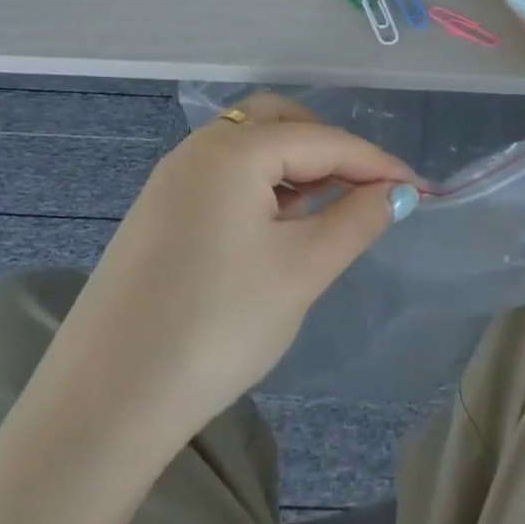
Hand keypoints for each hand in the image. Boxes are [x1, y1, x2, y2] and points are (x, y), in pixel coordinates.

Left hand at [54, 93, 417, 440]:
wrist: (107, 401)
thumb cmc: (218, 326)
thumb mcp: (302, 270)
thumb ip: (357, 220)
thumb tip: (397, 192)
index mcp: (231, 151)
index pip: (322, 140)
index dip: (375, 162)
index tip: (417, 189)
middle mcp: (196, 150)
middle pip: (277, 122)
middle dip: (328, 148)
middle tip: (362, 189)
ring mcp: (169, 181)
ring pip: (247, 149)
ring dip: (293, 167)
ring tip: (324, 211)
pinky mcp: (157, 213)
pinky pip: (222, 177)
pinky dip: (260, 187)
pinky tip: (276, 228)